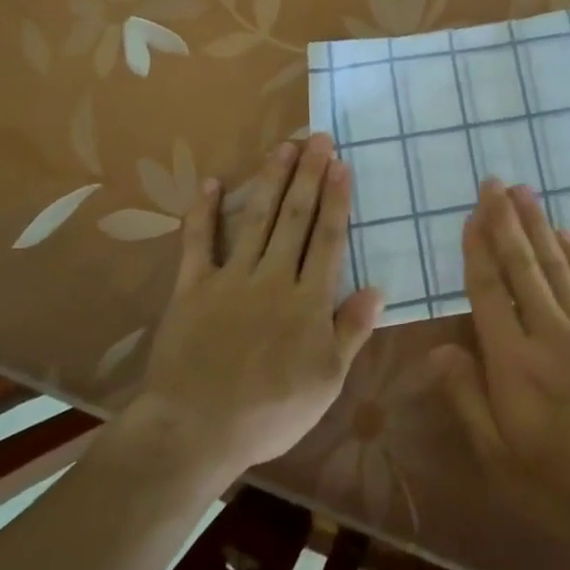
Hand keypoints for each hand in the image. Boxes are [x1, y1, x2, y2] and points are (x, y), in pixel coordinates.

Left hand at [132, 134, 383, 476]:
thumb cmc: (271, 411)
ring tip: (283, 147)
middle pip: (294, 218)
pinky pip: (198, 243)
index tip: (341, 164)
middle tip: (317, 138)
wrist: (196, 430)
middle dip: (308, 176)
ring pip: (256, 220)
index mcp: (307, 300)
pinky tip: (212, 183)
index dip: (335, 200)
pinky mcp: (192, 288)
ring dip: (270, 181)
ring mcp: (230, 279)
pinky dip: (204, 212)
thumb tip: (377, 289)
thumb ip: (350, 331)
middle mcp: (271, 278)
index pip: (326, 238)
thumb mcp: (326, 381)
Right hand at [433, 179, 569, 530]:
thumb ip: (466, 399)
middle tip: (495, 182)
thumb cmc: (561, 485)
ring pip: (558, 265)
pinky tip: (567, 235)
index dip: (477, 250)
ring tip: (523, 192)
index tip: (471, 214)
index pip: (488, 292)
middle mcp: (549, 333)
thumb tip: (438, 350)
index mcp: (513, 363)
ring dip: (538, 226)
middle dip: (505, 221)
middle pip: (522, 266)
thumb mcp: (498, 458)